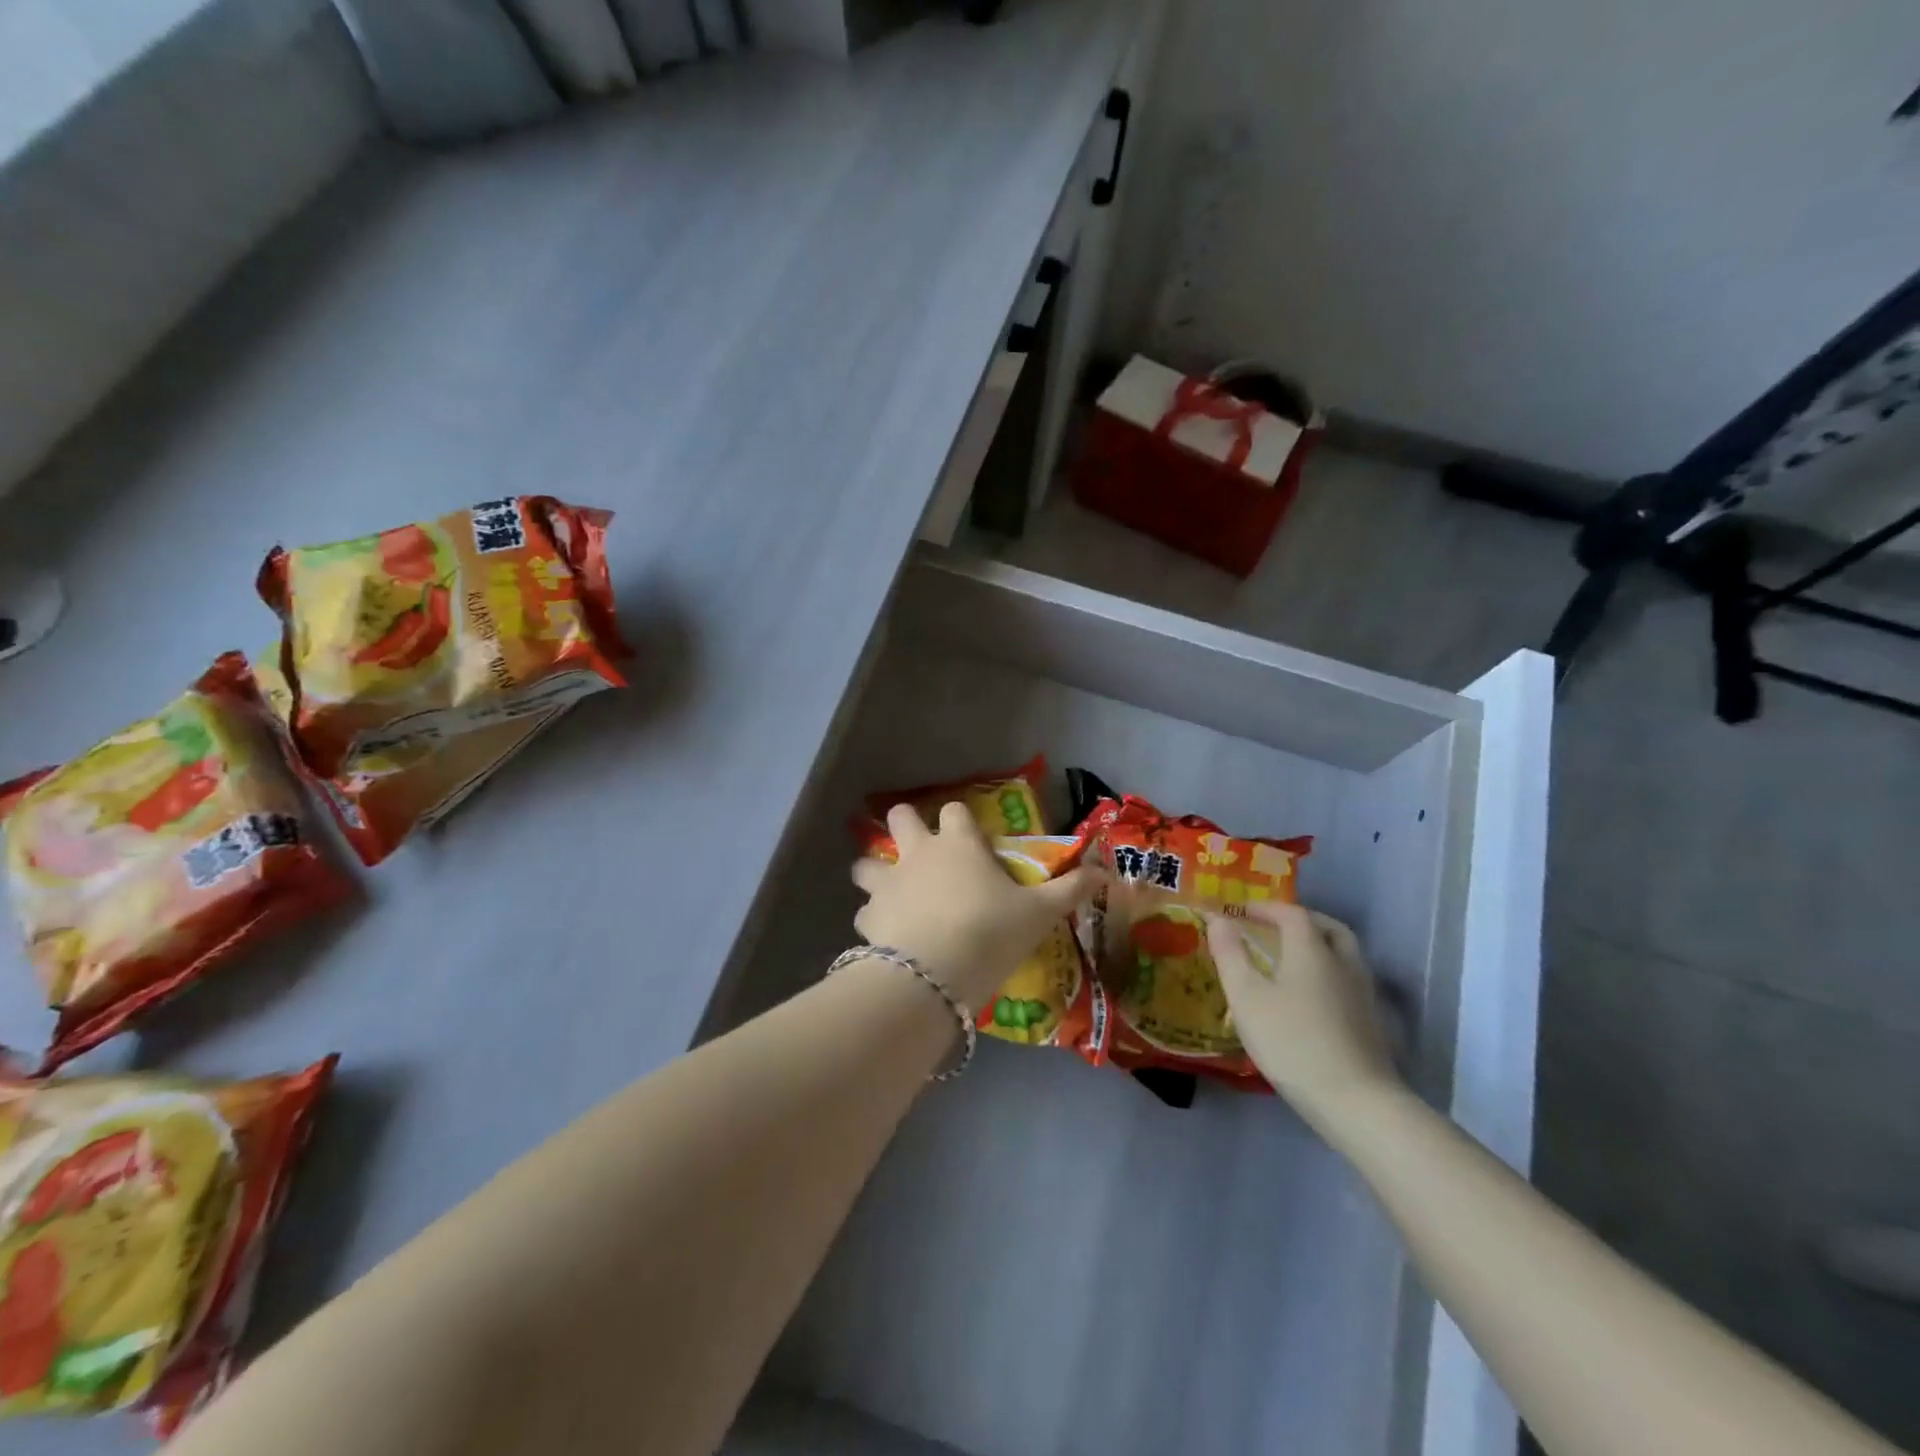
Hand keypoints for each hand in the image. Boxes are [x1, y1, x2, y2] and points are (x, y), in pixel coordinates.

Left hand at [851, 802, 1101, 1009]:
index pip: (954, 810)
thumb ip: (1070, 890)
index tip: (970, 839)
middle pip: (899, 817)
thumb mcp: (1039, 913)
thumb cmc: (991, 932)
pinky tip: (887, 937)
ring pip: (866, 863)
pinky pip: (864, 912)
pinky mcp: (867, 917)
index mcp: (958, 844)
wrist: (934, 974)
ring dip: (875, 872)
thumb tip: (1105, 871)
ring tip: (892, 893)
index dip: (960, 819)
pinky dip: (873, 920)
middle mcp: (918, 854)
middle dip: (904, 826)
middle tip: (919, 850)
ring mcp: (887, 883)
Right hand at [1207, 901, 1400, 1129]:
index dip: (1266, 908)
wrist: (1356, 1102)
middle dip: (1300, 920)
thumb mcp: (1247, 997)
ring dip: (1318, 945)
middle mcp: (1342, 963)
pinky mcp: (1371, 1022)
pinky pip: (1348, 979)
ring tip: (1291, 958)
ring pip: (1343, 954)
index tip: (1241, 912)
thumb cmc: (1292, 1041)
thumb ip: (1230, 954)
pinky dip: (1328, 972)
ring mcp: (1362, 993)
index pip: (1291, 913)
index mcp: (1311, 950)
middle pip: (1327, 927)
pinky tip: (1311, 995)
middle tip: (1275, 926)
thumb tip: (1218, 918)